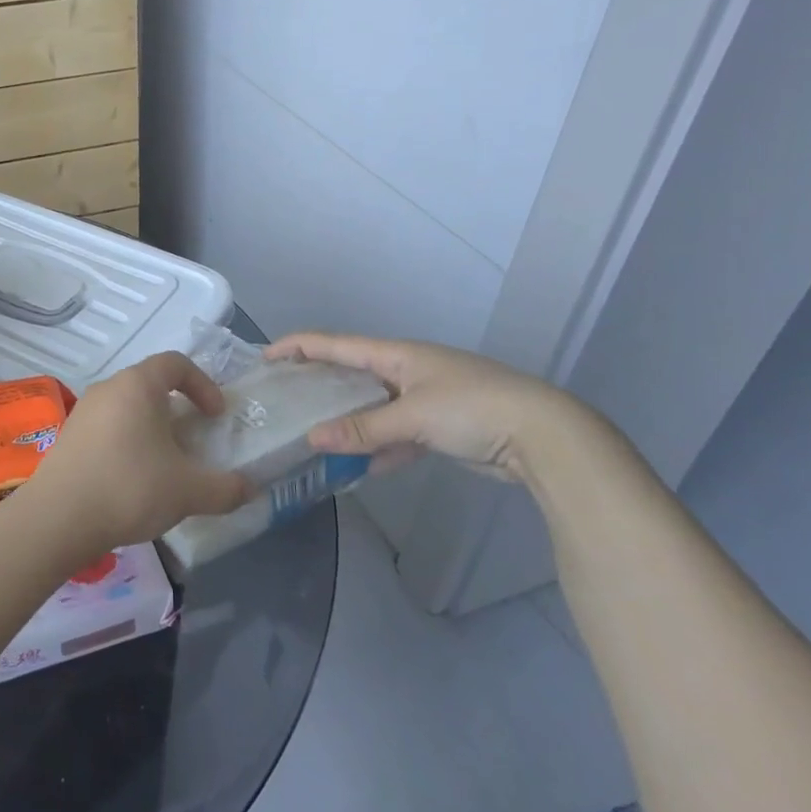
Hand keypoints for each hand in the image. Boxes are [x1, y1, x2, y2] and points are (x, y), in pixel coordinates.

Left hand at [19, 352, 250, 559]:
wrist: (58, 518)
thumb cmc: (129, 488)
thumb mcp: (188, 491)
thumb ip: (226, 489)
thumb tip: (250, 489)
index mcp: (137, 385)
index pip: (175, 362)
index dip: (203, 384)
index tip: (215, 416)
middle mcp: (107, 388)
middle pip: (150, 385)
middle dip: (178, 409)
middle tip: (194, 441)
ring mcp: (83, 411)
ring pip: (127, 408)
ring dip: (152, 428)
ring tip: (166, 464)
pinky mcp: (69, 436)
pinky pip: (108, 427)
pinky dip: (128, 442)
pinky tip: (134, 479)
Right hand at [268, 333, 596, 484]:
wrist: (545, 436)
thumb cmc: (473, 409)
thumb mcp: (413, 416)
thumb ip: (363, 429)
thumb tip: (312, 439)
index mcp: (397, 354)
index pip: (335, 344)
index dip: (298, 346)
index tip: (265, 358)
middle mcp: (406, 370)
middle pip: (351, 373)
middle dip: (318, 384)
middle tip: (284, 398)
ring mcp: (424, 399)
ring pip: (372, 407)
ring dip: (348, 422)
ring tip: (313, 435)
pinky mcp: (440, 427)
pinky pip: (396, 434)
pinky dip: (379, 448)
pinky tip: (359, 467)